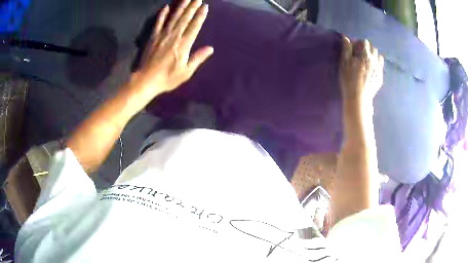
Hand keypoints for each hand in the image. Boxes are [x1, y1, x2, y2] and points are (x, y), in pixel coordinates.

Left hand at [131, 0, 213, 96]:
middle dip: (192, 7)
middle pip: (185, 18)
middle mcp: (174, 36)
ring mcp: (162, 35)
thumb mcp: (186, 72)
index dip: (200, 16)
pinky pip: (158, 23)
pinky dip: (162, 14)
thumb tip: (210, 49)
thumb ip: (198, 58)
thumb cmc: (167, 78)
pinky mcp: (153, 37)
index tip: (205, 6)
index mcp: (183, 45)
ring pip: (174, 17)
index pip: (194, 26)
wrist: (146, 80)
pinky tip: (166, 7)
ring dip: (181, 7)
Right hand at [339, 36, 383, 104]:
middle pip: (373, 49)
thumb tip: (346, 37)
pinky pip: (380, 68)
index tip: (355, 48)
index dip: (359, 43)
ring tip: (368, 63)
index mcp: (365, 55)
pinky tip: (371, 72)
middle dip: (368, 49)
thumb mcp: (344, 63)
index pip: (365, 42)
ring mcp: (379, 70)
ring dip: (374, 57)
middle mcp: (375, 60)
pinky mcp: (380, 78)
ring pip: (379, 58)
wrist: (358, 99)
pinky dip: (376, 66)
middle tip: (361, 55)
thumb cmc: (349, 80)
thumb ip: (346, 49)